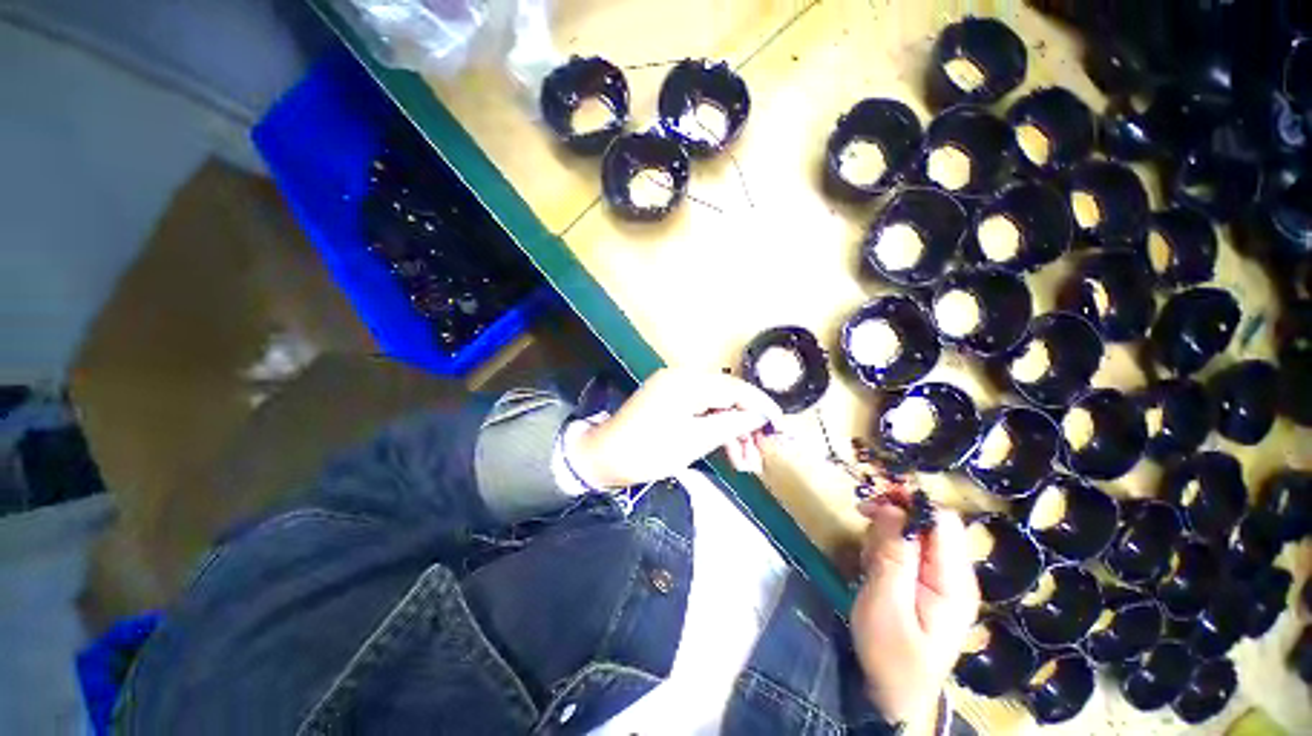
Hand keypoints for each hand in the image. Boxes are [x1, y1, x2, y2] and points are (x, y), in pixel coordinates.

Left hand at [569, 368, 784, 487]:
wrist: (602, 459)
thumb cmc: (646, 451)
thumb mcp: (693, 441)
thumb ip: (730, 425)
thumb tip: (758, 416)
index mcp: (687, 382)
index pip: (735, 388)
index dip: (761, 407)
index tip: (782, 428)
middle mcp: (683, 379)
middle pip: (727, 398)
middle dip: (746, 428)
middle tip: (760, 457)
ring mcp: (675, 390)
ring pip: (716, 408)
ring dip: (732, 433)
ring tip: (745, 466)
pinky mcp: (671, 402)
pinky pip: (701, 412)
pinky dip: (714, 431)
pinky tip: (727, 453)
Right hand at [851, 496, 979, 729]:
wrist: (893, 698)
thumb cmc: (891, 655)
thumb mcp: (886, 603)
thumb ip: (892, 554)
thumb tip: (891, 507)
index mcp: (953, 581)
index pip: (943, 521)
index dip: (911, 502)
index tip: (874, 499)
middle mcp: (952, 574)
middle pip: (926, 523)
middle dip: (891, 516)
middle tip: (861, 521)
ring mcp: (937, 579)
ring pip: (911, 533)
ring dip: (883, 534)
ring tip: (867, 559)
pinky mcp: (922, 583)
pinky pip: (903, 549)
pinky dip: (882, 548)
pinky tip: (871, 567)